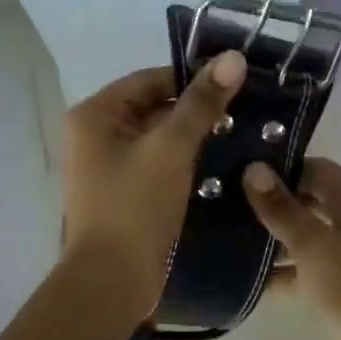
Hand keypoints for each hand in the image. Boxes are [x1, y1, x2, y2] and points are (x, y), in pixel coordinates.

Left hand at [60, 52, 246, 321]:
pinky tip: (221, 166)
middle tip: (245, 113)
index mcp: (95, 115)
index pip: (150, 79)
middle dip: (197, 111)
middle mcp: (95, 135)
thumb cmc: (135, 207)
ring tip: (241, 137)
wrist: (112, 282)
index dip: (193, 79)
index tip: (237, 86)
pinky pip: (157, 164)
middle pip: (154, 108)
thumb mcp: (171, 148)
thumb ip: (202, 103)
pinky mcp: (123, 193)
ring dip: (194, 138)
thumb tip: (233, 57)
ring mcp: (107, 167)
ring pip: (158, 138)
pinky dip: (184, 163)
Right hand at [242, 158, 340, 339]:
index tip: (240, 173)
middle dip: (273, 202)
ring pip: (306, 233)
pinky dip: (282, 270)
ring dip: (273, 237)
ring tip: (228, 236)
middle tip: (228, 203)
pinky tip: (247, 278)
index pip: (318, 169)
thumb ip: (283, 209)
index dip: (282, 168)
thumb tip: (254, 168)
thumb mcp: (315, 246)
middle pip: (310, 199)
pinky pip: (306, 266)